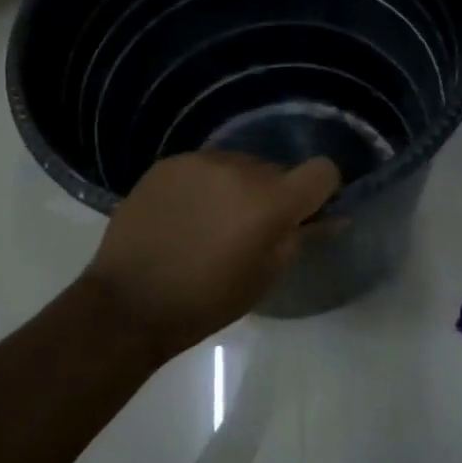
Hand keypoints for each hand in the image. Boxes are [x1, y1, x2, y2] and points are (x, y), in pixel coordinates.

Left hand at [82, 150, 341, 358]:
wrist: (129, 301)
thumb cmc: (206, 300)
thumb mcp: (264, 277)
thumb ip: (301, 239)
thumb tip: (332, 217)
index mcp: (270, 200)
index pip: (321, 171)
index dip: (320, 191)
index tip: (304, 214)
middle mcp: (239, 168)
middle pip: (275, 170)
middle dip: (271, 195)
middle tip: (249, 231)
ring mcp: (200, 161)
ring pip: (238, 166)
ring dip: (236, 188)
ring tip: (210, 224)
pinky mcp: (168, 163)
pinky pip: (203, 167)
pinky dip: (204, 186)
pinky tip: (183, 216)